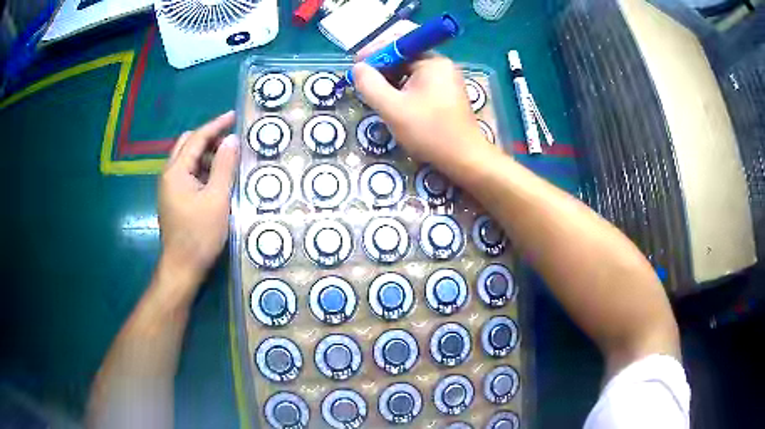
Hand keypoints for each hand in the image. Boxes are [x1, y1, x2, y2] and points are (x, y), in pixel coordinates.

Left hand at [157, 111, 238, 291]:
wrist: (182, 267)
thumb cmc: (199, 235)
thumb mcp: (217, 199)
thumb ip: (224, 166)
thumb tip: (231, 140)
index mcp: (176, 171)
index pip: (197, 138)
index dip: (216, 125)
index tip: (234, 116)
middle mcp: (169, 174)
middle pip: (188, 144)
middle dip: (209, 138)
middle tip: (231, 141)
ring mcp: (170, 187)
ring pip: (188, 159)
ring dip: (207, 155)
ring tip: (228, 161)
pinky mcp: (174, 198)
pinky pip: (188, 174)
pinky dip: (203, 169)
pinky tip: (217, 179)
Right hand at [352, 51, 490, 169]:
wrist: (464, 159)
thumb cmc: (430, 132)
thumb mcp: (393, 108)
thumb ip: (370, 85)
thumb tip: (358, 67)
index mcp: (432, 62)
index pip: (399, 44)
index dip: (375, 51)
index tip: (357, 65)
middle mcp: (441, 66)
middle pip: (404, 56)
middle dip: (381, 67)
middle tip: (363, 81)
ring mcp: (446, 80)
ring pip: (410, 72)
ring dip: (390, 80)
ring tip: (375, 94)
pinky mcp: (446, 94)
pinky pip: (418, 84)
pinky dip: (402, 89)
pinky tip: (392, 102)